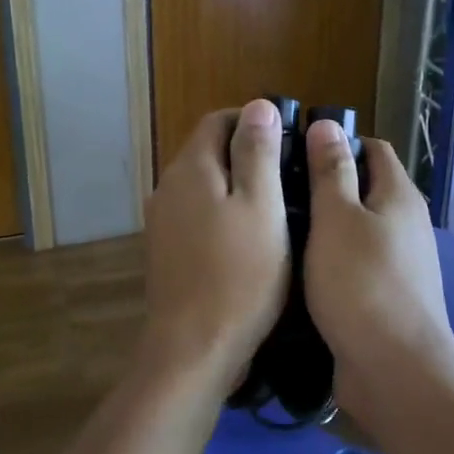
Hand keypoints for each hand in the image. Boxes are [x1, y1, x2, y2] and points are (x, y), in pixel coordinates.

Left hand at [141, 100, 290, 387]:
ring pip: (204, 187)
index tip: (290, 139)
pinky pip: (197, 216)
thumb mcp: (262, 206)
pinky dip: (223, 215)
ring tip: (278, 207)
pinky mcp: (166, 252)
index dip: (254, 121)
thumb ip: (258, 152)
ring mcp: (162, 222)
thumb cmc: (239, 274)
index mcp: (190, 168)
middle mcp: (167, 187)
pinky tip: (250, 239)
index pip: (218, 121)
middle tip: (291, 176)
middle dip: (247, 154)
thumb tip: (258, 105)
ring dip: (236, 186)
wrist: (193, 348)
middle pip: (208, 153)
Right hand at [302, 120, 453, 416]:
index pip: (372, 148)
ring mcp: (398, 262)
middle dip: (323, 183)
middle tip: (276, 187)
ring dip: (323, 224)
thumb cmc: (360, 283)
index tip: (293, 149)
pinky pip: (354, 262)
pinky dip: (329, 257)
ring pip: (356, 228)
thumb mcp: (336, 218)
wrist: (393, 369)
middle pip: (363, 187)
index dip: (336, 142)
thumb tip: (328, 124)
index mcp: (398, 195)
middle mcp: (405, 223)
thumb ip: (331, 171)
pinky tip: (296, 267)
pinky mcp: (385, 295)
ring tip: (277, 225)